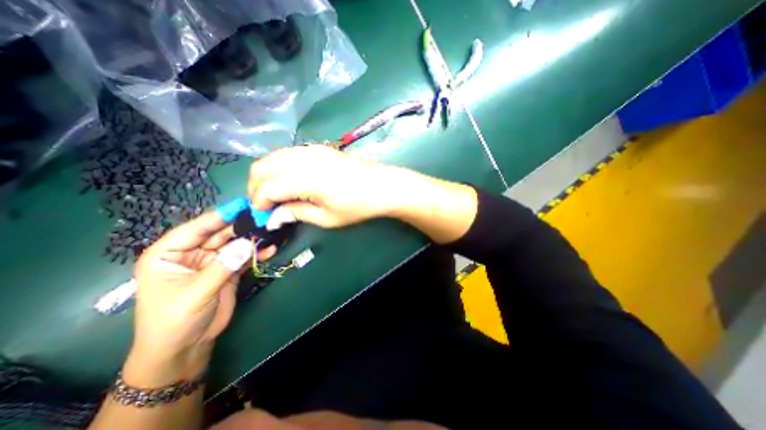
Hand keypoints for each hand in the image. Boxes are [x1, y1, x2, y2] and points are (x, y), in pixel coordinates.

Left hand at [128, 212, 275, 383]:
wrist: (186, 347)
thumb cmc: (175, 321)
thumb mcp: (195, 292)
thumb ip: (222, 266)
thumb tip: (249, 243)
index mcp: (170, 254)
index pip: (195, 228)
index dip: (219, 216)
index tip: (242, 206)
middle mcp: (192, 253)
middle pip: (219, 233)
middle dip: (241, 226)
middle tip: (264, 217)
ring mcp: (213, 261)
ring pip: (235, 244)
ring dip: (252, 238)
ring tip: (272, 231)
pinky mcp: (229, 270)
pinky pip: (245, 257)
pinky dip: (258, 253)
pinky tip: (271, 249)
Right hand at [249, 144, 402, 228]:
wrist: (382, 186)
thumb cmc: (358, 206)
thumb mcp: (328, 218)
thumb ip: (297, 213)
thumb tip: (274, 216)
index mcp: (308, 180)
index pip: (268, 187)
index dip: (259, 202)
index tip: (264, 215)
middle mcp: (305, 159)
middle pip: (262, 166)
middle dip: (256, 187)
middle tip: (266, 205)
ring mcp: (312, 149)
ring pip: (272, 157)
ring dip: (266, 175)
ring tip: (275, 194)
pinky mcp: (318, 147)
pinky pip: (287, 153)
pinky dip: (278, 166)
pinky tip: (288, 180)